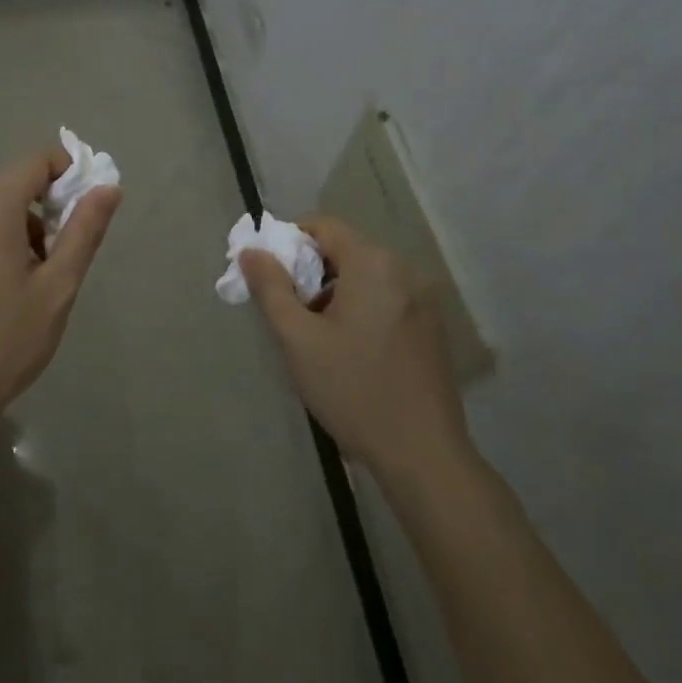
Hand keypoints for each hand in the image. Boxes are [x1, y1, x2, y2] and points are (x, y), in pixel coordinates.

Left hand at [0, 145, 120, 441]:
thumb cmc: (6, 341)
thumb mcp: (57, 287)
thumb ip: (84, 231)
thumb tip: (108, 187)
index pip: (35, 161)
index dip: (69, 169)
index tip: (90, 202)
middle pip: (15, 181)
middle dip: (49, 201)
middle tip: (69, 246)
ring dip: (27, 221)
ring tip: (42, 272)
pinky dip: (2, 234)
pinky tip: (12, 280)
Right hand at [242, 217, 470, 471]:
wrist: (423, 456)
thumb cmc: (353, 389)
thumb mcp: (298, 339)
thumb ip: (271, 288)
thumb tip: (251, 251)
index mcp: (373, 265)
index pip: (324, 226)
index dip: (290, 241)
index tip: (269, 274)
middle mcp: (404, 271)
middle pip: (345, 250)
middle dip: (309, 271)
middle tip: (287, 309)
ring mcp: (422, 300)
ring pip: (364, 277)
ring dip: (333, 292)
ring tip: (314, 335)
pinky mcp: (430, 327)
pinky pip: (385, 298)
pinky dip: (359, 308)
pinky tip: (348, 349)